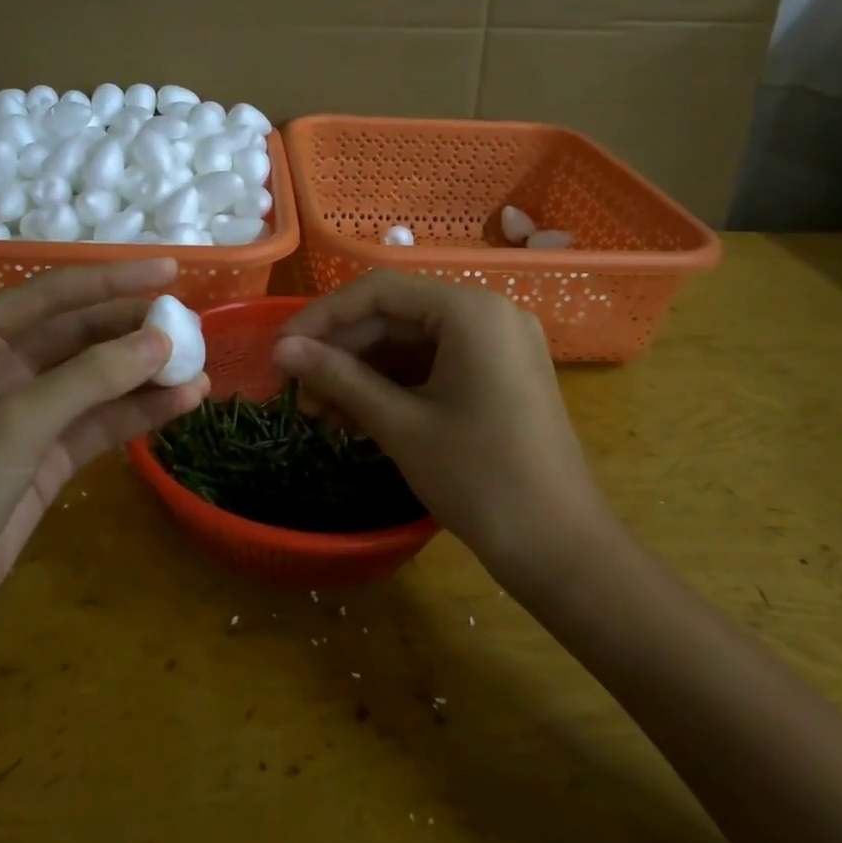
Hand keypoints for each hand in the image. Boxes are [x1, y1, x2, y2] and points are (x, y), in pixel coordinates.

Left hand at [0, 259, 208, 654]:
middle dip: (135, 330)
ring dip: (145, 374)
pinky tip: (182, 404)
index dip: (114, 279)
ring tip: (200, 366)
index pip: (55, 294)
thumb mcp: (17, 421)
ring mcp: (26, 412)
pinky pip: (100, 422)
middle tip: (193, 326)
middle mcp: (0, 366)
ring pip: (97, 379)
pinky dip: (138, 413)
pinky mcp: (46, 455)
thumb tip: (162, 340)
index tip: (171, 269)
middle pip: (81, 334)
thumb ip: (92, 376)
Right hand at [272, 273, 608, 571]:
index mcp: (470, 311)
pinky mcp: (499, 374)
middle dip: (341, 353)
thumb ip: (338, 378)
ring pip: (411, 343)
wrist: (562, 549)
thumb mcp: (400, 425)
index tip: (280, 349)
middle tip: (297, 393)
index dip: (322, 317)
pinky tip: (356, 416)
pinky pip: (434, 365)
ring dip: (362, 373)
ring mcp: (498, 344)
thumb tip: (282, 349)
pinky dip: (394, 386)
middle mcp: (488, 313)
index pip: (379, 292)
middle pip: (395, 316)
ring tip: (319, 413)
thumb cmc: (480, 480)